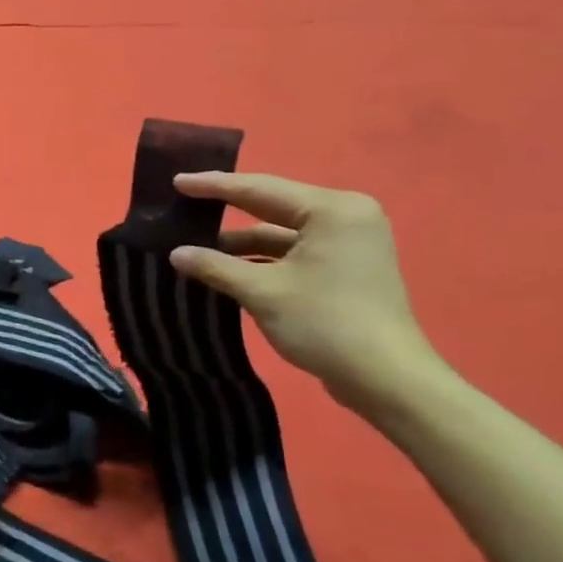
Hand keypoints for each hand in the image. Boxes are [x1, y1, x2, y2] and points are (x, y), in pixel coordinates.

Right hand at [167, 172, 444, 411]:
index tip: (176, 182)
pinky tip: (227, 268)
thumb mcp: (260, 291)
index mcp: (332, 210)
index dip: (214, 186)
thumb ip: (214, 266)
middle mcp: (345, 216)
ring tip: (195, 245)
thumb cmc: (324, 322)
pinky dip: (261, 259)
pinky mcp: (346, 267)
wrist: (386, 379)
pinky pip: (293, 251)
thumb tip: (176, 254)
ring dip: (241, 243)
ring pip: (281, 233)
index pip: (260, 189)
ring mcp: (349, 243)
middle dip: (227, 210)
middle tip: (183, 204)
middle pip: (272, 206)